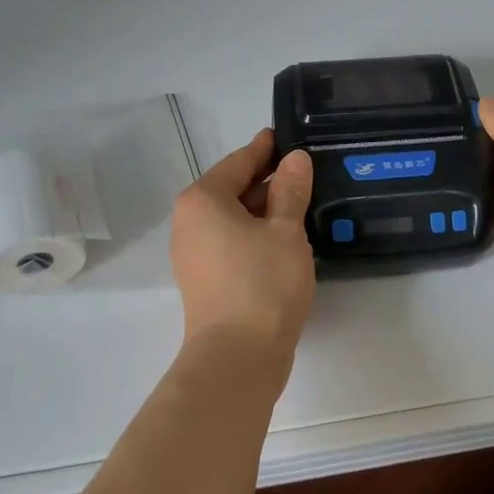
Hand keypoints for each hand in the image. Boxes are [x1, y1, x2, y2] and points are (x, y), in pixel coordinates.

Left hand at [169, 130, 315, 364]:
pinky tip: (283, 237)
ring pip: (232, 218)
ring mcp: (193, 253)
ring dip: (263, 209)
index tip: (285, 136)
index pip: (238, 162)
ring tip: (300, 201)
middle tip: (303, 170)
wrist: (238, 358)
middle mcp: (189, 221)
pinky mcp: (204, 279)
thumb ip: (290, 190)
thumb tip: (295, 159)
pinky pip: (231, 241)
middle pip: (232, 189)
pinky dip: (254, 233)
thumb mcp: (285, 230)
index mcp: (203, 200)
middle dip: (267, 180)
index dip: (264, 148)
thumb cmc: (262, 283)